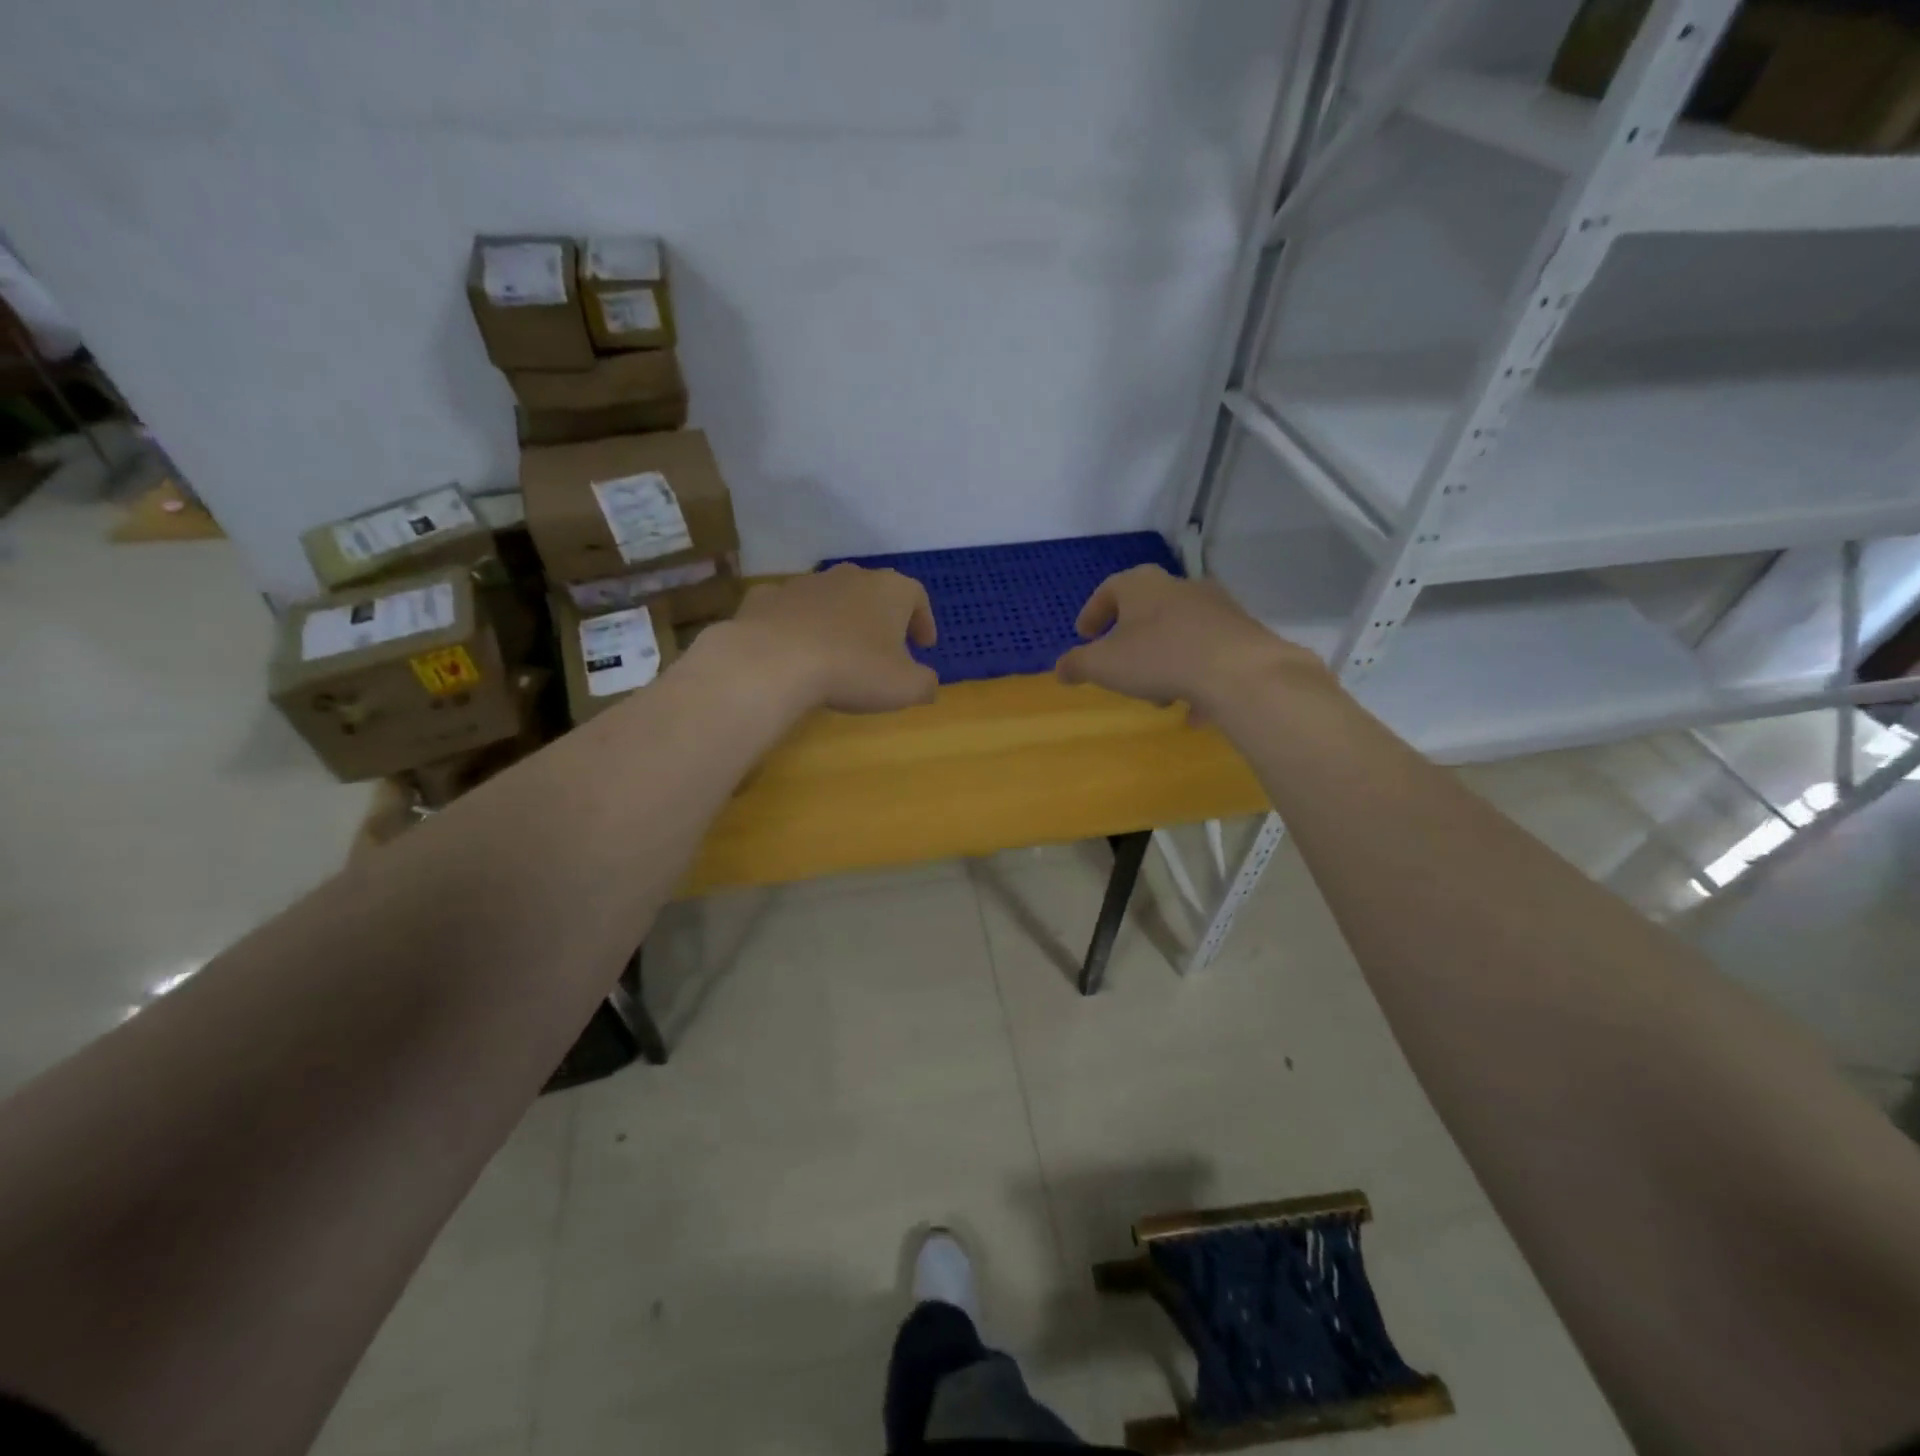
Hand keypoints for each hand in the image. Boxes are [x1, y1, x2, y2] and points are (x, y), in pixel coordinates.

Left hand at [725, 564, 939, 713]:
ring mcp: (806, 583)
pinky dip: (799, 623)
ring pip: (832, 598)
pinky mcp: (768, 597)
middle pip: (874, 592)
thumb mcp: (905, 687)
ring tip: (840, 652)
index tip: (924, 645)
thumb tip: (928, 683)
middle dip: (882, 618)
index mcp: (890, 590)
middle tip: (885, 648)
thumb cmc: (853, 669)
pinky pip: (792, 609)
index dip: (924, 621)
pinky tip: (796, 648)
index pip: (917, 596)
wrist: (775, 660)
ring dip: (840, 620)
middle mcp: (850, 576)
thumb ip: (925, 683)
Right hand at [1054, 565, 1326, 716]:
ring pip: (1179, 631)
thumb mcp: (1104, 666)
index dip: (1093, 613)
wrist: (1238, 670)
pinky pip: (1208, 653)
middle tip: (1121, 666)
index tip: (1084, 636)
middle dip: (1131, 640)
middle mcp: (1179, 587)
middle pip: (1147, 609)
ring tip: (1160, 695)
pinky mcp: (1241, 632)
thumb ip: (1077, 665)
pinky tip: (1195, 707)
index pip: (1110, 589)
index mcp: (1142, 586)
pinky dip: (1196, 675)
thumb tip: (1060, 668)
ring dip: (1164, 659)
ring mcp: (1216, 607)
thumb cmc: (1158, 658)